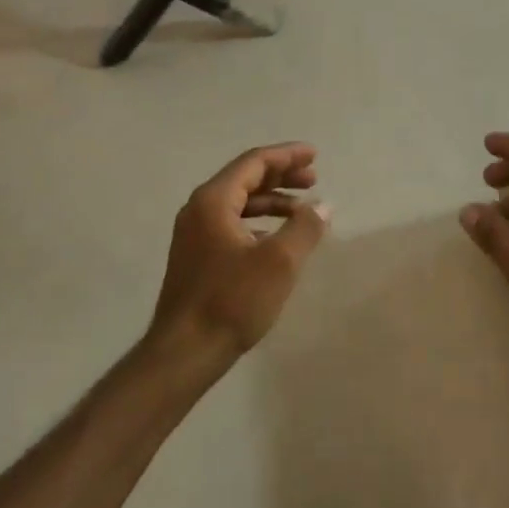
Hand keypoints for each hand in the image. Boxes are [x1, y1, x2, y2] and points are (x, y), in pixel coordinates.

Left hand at [148, 144, 329, 369]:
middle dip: (281, 176)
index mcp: (213, 200)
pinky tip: (278, 237)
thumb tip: (323, 206)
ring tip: (303, 210)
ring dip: (272, 201)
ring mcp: (194, 234)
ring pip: (239, 203)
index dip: (287, 155)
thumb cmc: (232, 300)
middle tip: (314, 179)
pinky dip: (259, 222)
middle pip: (245, 179)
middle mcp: (199, 209)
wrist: (184, 352)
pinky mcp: (197, 257)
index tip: (314, 155)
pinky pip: (232, 224)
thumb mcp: (279, 262)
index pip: (254, 162)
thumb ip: (305, 227)